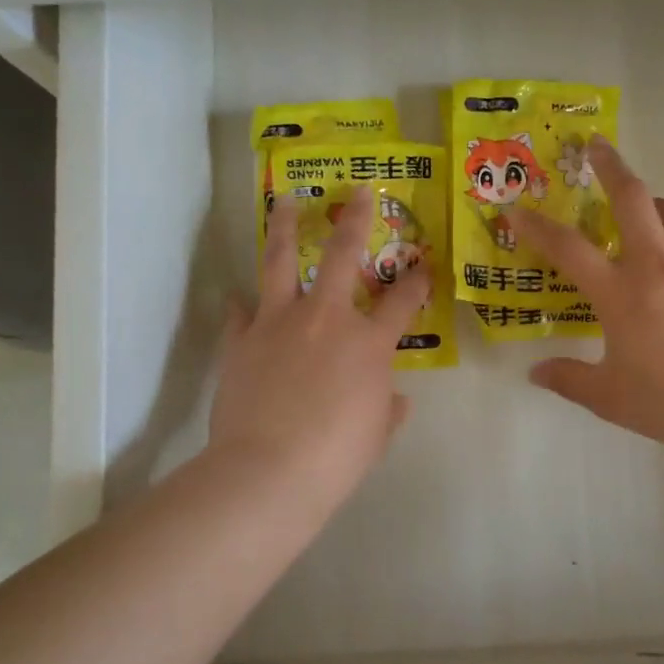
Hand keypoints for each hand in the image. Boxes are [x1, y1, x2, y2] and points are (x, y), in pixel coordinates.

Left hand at [209, 191, 429, 520]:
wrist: (269, 471)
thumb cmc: (336, 456)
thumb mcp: (377, 433)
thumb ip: (388, 407)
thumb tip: (394, 398)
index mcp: (369, 342)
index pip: (403, 301)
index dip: (418, 281)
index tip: (424, 266)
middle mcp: (327, 318)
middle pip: (344, 255)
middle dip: (356, 219)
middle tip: (359, 192)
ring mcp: (279, 323)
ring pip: (282, 261)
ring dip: (286, 227)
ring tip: (284, 201)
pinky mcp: (241, 341)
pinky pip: (240, 313)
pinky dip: (242, 305)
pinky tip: (238, 297)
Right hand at [511, 137, 663, 463]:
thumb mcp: (609, 397)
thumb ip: (568, 379)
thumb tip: (536, 372)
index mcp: (620, 292)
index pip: (567, 247)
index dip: (535, 225)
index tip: (515, 207)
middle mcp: (657, 265)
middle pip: (632, 197)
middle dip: (610, 165)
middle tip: (596, 146)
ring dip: (652, 203)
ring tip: (642, 212)